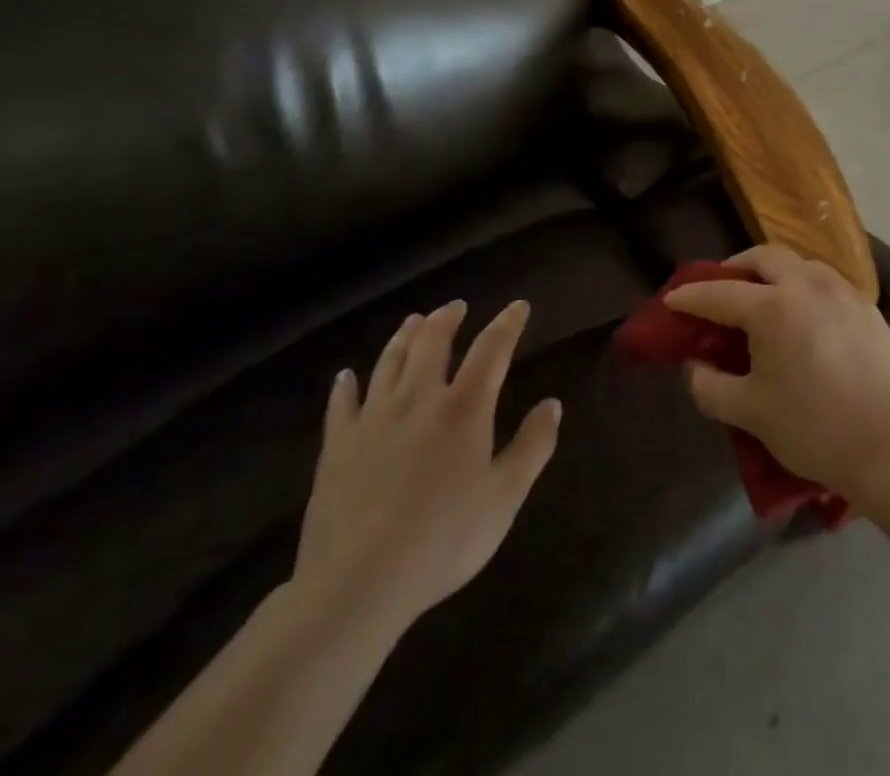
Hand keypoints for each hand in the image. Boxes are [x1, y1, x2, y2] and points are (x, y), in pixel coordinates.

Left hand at [292, 300, 560, 640]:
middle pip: (432, 342)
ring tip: (413, 322)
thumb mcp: (505, 498)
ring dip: (404, 337)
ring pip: (389, 362)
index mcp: (464, 407)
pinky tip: (347, 376)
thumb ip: (533, 446)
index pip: (491, 349)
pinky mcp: (336, 446)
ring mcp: (372, 419)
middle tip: (456, 306)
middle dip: (447, 319)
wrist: (358, 583)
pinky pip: (342, 403)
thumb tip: (552, 404)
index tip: (518, 306)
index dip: (507, 324)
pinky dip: (347, 385)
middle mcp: (418, 399)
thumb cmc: (444, 539)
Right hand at [666, 246, 889, 500]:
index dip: (691, 297)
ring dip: (775, 272)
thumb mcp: (749, 412)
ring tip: (764, 297)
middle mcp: (808, 285)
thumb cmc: (812, 428)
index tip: (671, 300)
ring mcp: (843, 293)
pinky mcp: (868, 309)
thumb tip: (694, 366)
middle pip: (765, 257)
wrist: (889, 446)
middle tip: (722, 287)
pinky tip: (805, 315)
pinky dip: (805, 287)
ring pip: (801, 263)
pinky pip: (828, 283)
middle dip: (736, 266)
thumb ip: (710, 385)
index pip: (720, 294)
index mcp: (773, 307)